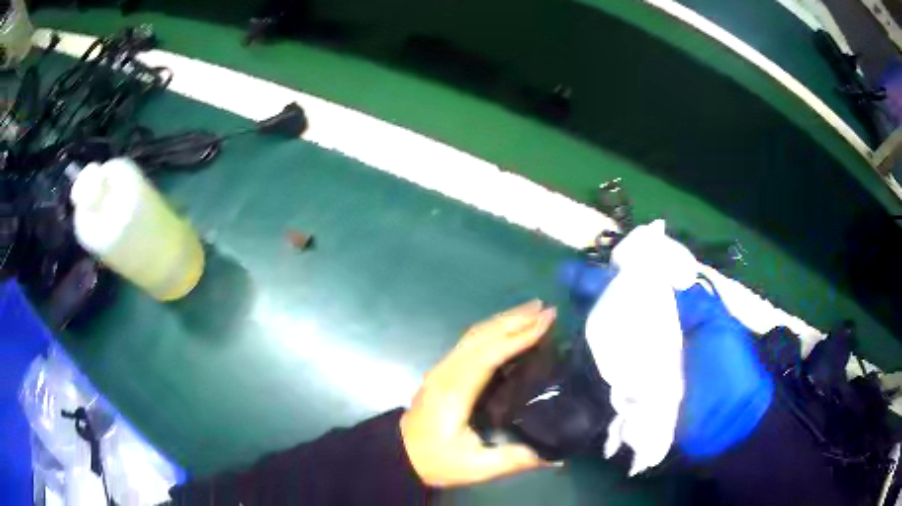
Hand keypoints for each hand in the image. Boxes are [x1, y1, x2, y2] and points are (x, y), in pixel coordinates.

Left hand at [400, 300, 557, 486]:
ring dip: (504, 320)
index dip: (519, 336)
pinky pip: (470, 341)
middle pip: (482, 335)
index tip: (547, 321)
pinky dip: (493, 329)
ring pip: (475, 334)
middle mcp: (447, 371)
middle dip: (515, 319)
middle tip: (546, 308)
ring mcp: (443, 368)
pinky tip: (508, 329)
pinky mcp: (443, 371)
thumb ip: (514, 459)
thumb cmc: (436, 461)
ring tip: (532, 310)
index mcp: (456, 392)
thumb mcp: (475, 467)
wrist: (399, 455)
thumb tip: (555, 457)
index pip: (490, 354)